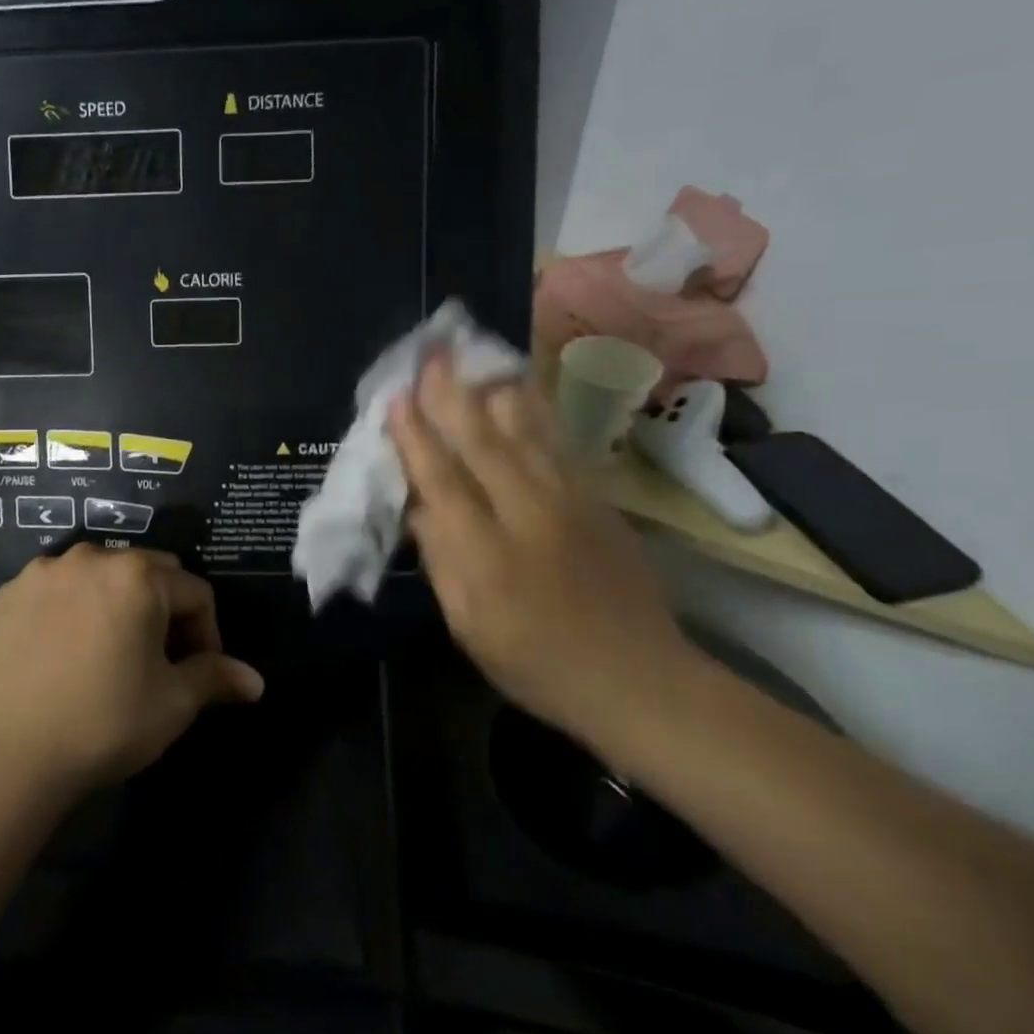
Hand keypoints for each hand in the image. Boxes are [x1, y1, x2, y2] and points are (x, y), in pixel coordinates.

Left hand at [0, 546, 264, 793]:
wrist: (10, 754)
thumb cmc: (105, 722)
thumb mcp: (172, 702)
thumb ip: (216, 677)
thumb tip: (257, 682)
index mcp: (139, 576)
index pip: (195, 593)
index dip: (207, 633)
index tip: (199, 672)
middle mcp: (93, 558)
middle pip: (150, 573)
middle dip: (165, 610)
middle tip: (159, 659)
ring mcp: (46, 571)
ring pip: (102, 575)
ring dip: (118, 603)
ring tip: (112, 651)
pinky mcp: (11, 592)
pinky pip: (60, 587)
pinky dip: (74, 607)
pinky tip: (67, 649)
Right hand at [388, 357, 690, 735]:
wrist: (637, 678)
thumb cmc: (536, 662)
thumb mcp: (468, 625)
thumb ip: (441, 560)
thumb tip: (417, 504)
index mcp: (487, 557)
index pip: (443, 483)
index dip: (415, 439)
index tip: (396, 399)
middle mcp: (528, 517)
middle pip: (483, 444)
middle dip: (451, 396)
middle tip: (430, 354)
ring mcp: (570, 503)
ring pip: (525, 433)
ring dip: (493, 390)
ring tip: (473, 355)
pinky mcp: (598, 500)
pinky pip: (558, 444)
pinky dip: (534, 411)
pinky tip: (519, 389)